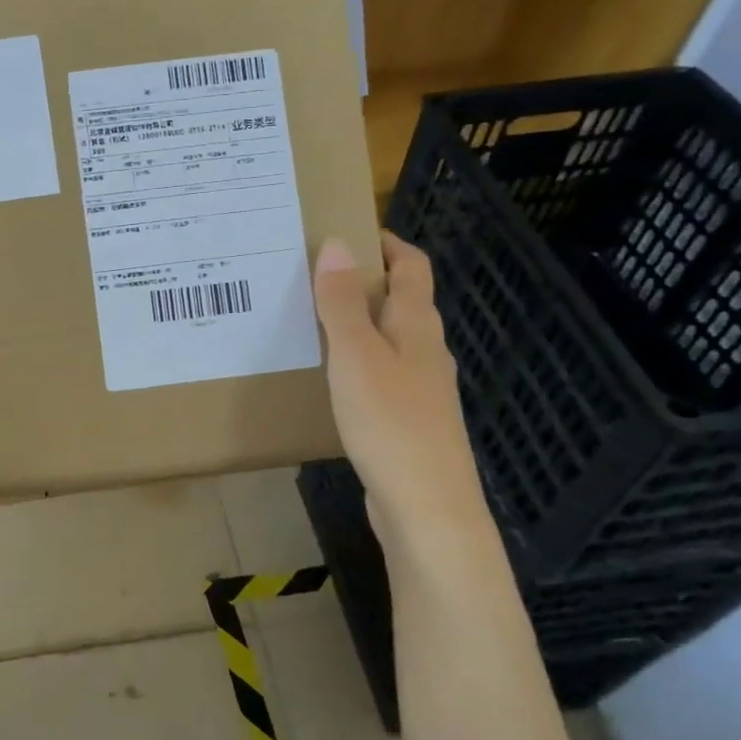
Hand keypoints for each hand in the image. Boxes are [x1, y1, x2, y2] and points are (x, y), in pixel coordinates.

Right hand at [313, 233, 485, 536]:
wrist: (426, 507)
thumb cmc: (390, 422)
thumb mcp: (356, 355)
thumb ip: (342, 302)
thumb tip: (338, 244)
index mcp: (417, 326)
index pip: (412, 267)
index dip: (388, 244)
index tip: (350, 233)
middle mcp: (426, 350)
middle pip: (402, 301)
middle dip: (365, 282)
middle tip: (314, 276)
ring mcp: (422, 388)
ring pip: (391, 340)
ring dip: (359, 323)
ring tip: (314, 322)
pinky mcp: (409, 421)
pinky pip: (384, 375)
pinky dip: (359, 362)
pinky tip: (332, 379)